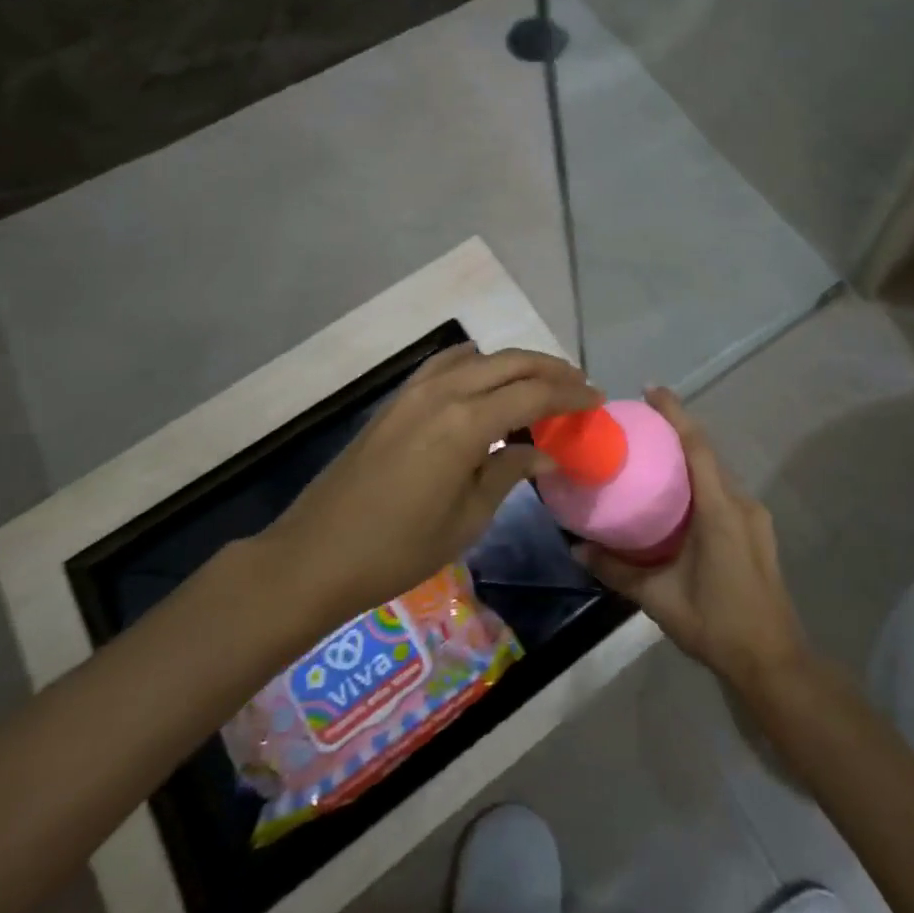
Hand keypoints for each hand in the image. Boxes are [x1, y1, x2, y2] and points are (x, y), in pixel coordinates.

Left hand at [272, 343, 600, 621]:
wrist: (316, 553)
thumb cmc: (398, 548)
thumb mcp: (467, 519)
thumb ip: (509, 473)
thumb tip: (546, 453)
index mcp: (466, 423)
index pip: (533, 395)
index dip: (570, 395)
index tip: (597, 399)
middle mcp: (444, 393)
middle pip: (510, 364)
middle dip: (550, 370)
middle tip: (579, 384)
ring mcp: (415, 391)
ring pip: (480, 358)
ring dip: (516, 363)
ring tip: (542, 380)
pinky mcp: (397, 399)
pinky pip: (446, 365)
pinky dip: (476, 364)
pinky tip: (485, 379)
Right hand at [576, 387, 808, 689]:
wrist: (774, 662)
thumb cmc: (717, 624)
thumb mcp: (660, 599)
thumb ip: (617, 570)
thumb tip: (577, 548)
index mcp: (720, 510)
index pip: (697, 446)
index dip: (675, 413)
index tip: (651, 389)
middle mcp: (741, 503)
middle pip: (708, 452)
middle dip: (678, 431)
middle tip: (641, 425)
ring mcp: (755, 516)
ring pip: (718, 472)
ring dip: (691, 457)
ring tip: (655, 457)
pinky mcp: (758, 530)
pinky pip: (726, 490)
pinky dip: (702, 480)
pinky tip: (680, 497)